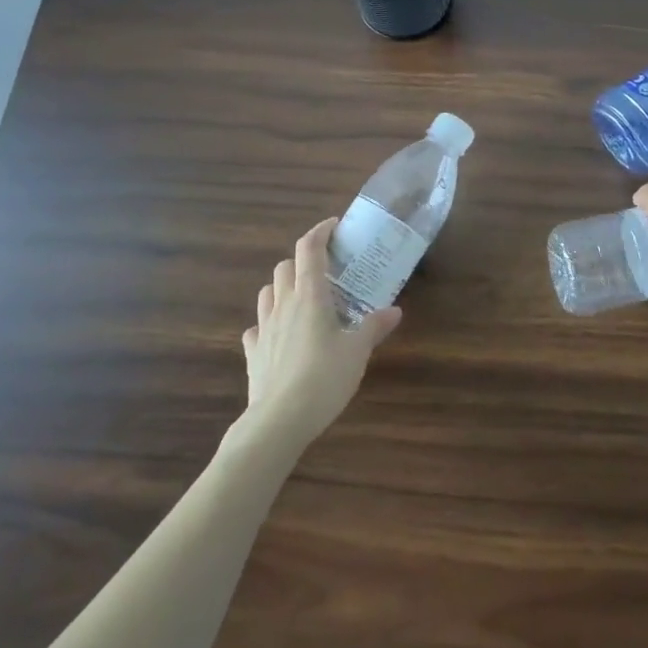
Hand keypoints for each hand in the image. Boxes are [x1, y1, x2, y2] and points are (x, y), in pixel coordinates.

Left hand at [241, 219, 400, 449]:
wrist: (279, 420)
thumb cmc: (324, 378)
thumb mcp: (357, 352)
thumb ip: (374, 327)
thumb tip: (394, 310)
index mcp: (310, 296)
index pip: (309, 249)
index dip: (320, 232)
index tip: (334, 227)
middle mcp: (283, 304)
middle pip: (285, 266)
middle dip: (302, 261)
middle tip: (325, 271)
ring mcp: (263, 328)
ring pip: (267, 292)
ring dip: (283, 287)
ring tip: (302, 299)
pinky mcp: (253, 352)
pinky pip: (256, 328)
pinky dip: (268, 323)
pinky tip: (279, 335)